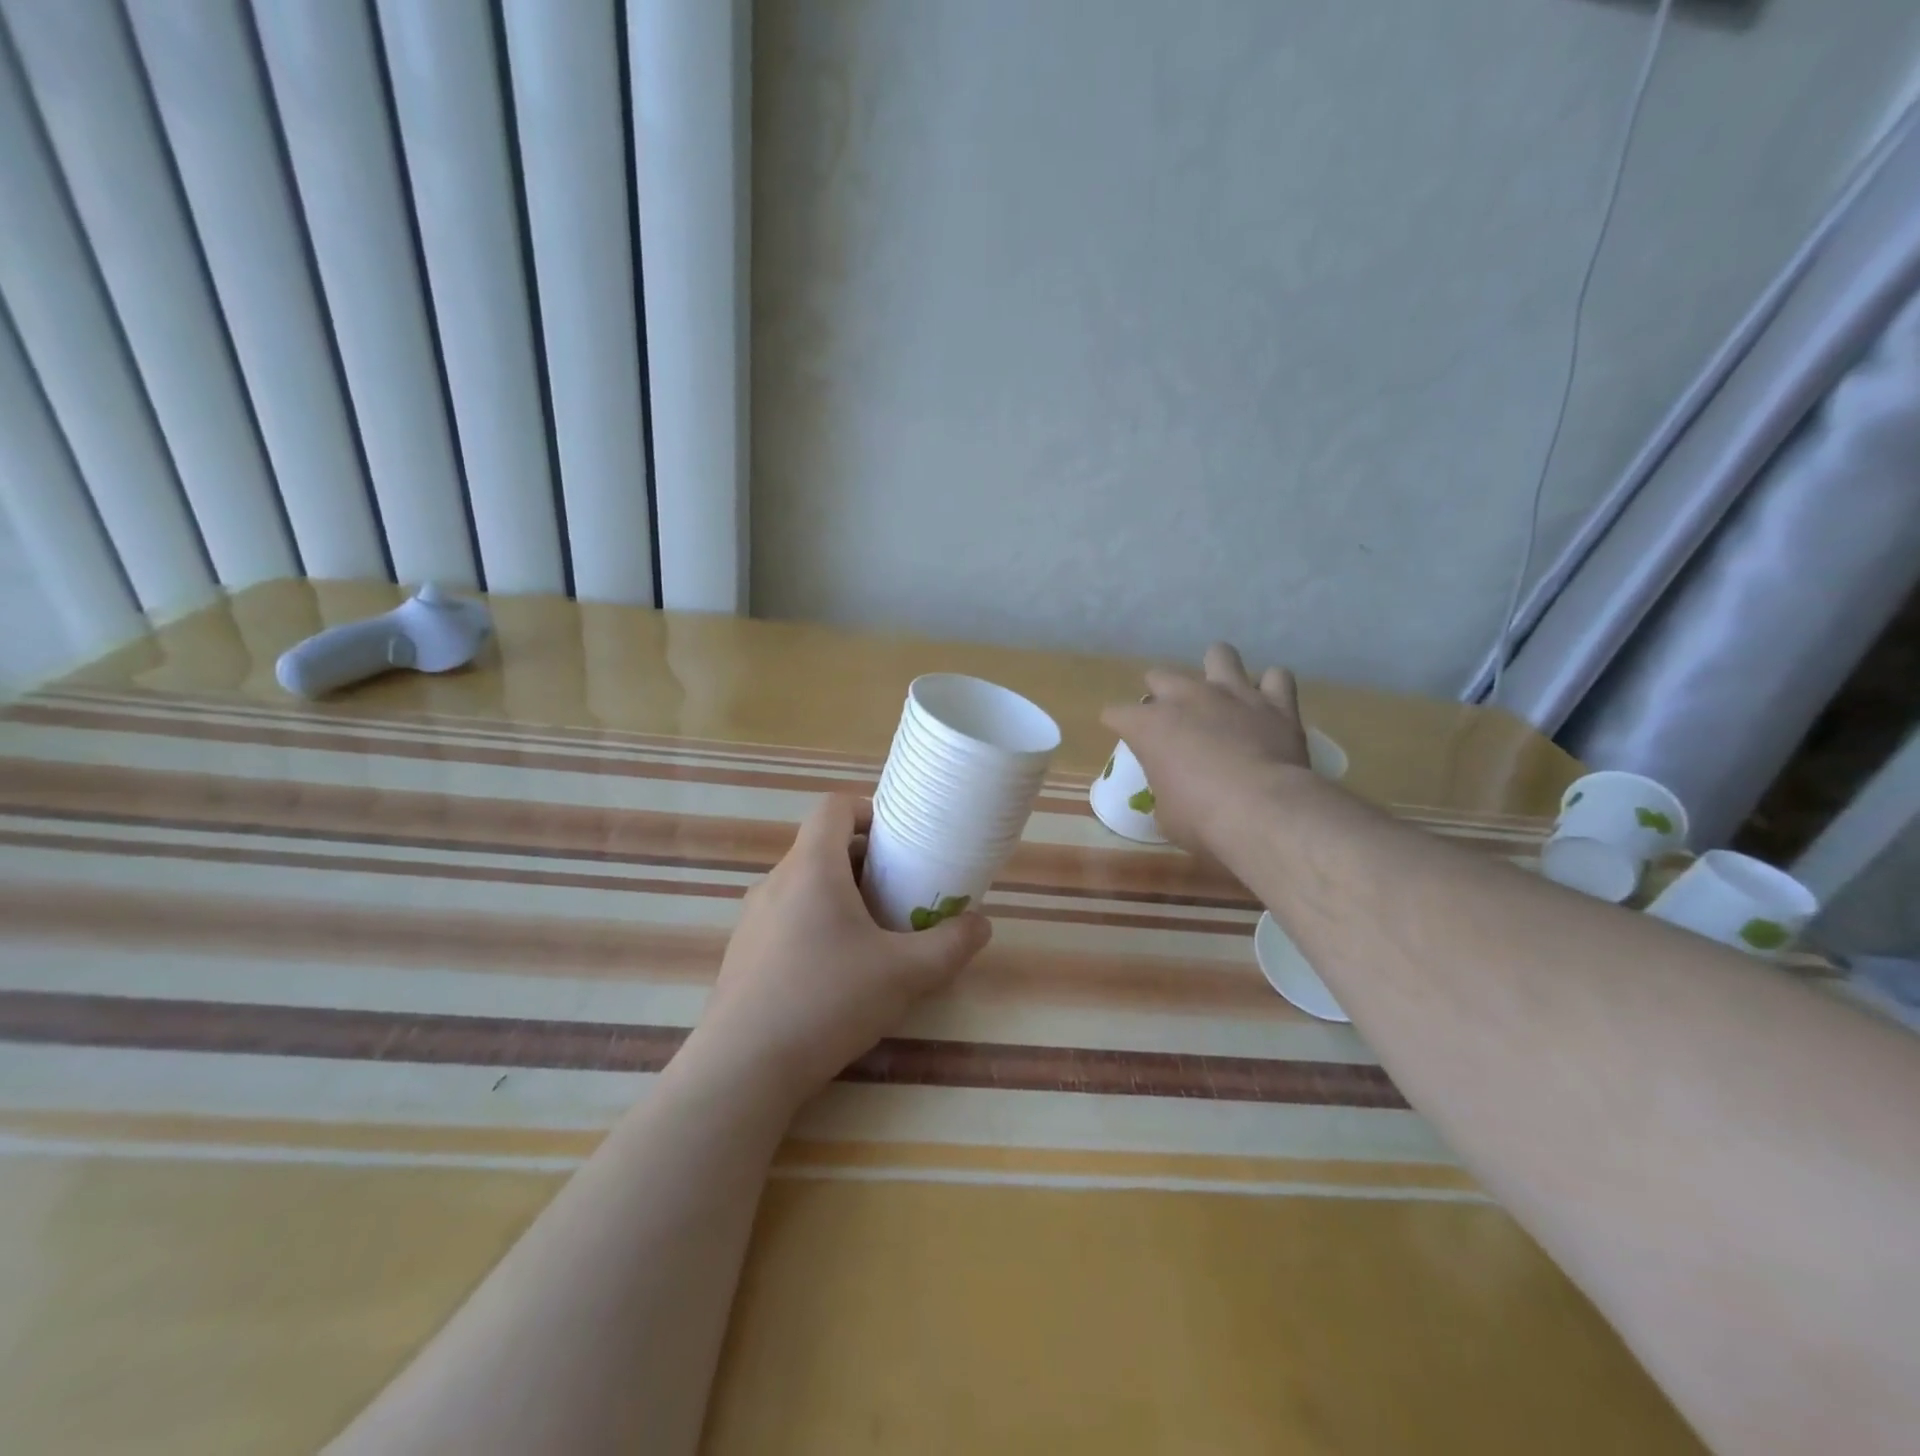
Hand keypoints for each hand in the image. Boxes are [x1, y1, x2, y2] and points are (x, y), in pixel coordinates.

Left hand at [686, 795, 991, 1107]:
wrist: (742, 1068)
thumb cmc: (827, 1000)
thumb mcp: (905, 974)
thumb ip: (951, 945)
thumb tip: (981, 924)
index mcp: (812, 868)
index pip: (834, 807)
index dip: (868, 810)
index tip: (899, 839)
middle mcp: (776, 882)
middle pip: (822, 847)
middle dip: (865, 861)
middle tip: (899, 891)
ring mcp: (752, 918)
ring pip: (803, 885)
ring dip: (840, 895)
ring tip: (873, 934)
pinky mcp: (743, 953)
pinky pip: (786, 918)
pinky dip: (815, 924)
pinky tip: (835, 973)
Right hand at [1102, 643, 1311, 860]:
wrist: (1263, 810)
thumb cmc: (1201, 818)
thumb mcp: (1166, 814)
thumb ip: (1165, 790)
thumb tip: (1173, 792)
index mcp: (1149, 726)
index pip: (1116, 713)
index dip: (1118, 724)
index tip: (1126, 738)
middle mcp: (1186, 697)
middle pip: (1159, 676)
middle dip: (1160, 693)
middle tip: (1173, 719)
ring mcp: (1233, 693)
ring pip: (1219, 654)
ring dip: (1216, 671)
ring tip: (1221, 693)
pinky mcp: (1275, 702)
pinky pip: (1276, 677)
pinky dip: (1271, 689)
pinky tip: (1268, 704)